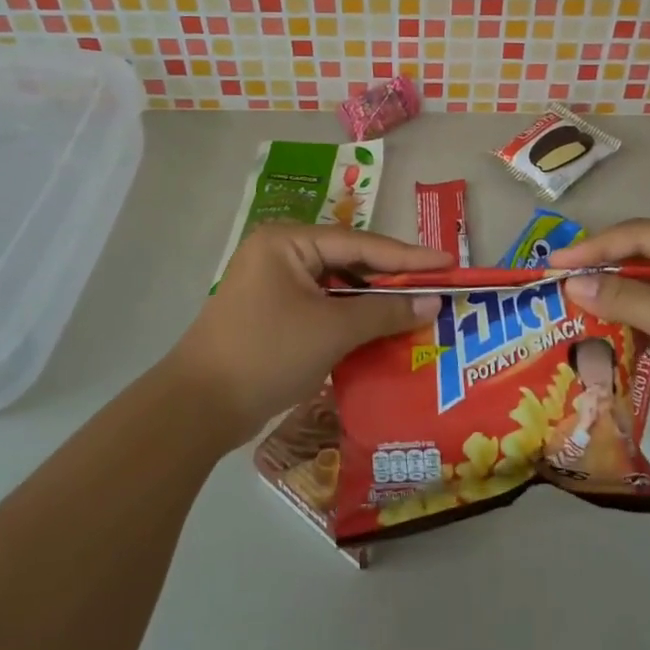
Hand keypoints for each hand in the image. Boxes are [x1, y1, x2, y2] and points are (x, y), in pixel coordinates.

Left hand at [165, 225, 446, 448]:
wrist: (199, 408)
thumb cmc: (268, 354)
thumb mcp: (333, 330)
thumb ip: (384, 311)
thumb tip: (432, 303)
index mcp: (288, 241)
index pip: (361, 244)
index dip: (409, 257)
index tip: (449, 263)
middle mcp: (281, 254)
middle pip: (350, 262)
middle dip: (392, 280)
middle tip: (438, 288)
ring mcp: (275, 285)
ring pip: (338, 288)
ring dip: (373, 303)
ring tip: (419, 310)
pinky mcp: (274, 314)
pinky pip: (324, 308)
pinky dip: (352, 320)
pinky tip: (382, 331)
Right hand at [552, 220, 649, 459]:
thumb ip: (624, 299)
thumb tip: (571, 285)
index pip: (640, 235)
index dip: (595, 247)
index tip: (554, 265)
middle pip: (639, 258)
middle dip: (599, 272)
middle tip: (556, 285)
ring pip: (641, 289)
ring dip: (608, 299)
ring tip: (567, 308)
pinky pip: (648, 316)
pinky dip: (623, 323)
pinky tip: (595, 333)